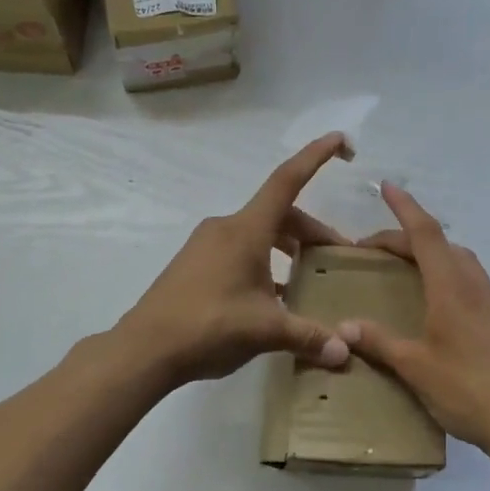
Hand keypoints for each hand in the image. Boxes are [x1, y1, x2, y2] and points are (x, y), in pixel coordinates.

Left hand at [119, 133, 356, 385]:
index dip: (316, 156)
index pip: (288, 180)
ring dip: (289, 248)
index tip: (341, 139)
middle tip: (338, 258)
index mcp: (247, 230)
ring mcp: (207, 245)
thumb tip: (344, 351)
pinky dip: (266, 262)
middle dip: (312, 232)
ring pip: (260, 234)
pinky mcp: (195, 264)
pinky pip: (241, 250)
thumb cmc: (209, 326)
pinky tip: (276, 296)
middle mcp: (227, 227)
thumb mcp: (266, 330)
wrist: (145, 348)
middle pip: (280, 214)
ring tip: (310, 278)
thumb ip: (309, 336)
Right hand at [341, 183, 489, 460]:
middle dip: (406, 236)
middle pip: (440, 244)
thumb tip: (343, 327)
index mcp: (450, 286)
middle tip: (374, 250)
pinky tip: (435, 303)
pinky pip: (469, 280)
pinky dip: (446, 274)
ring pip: (458, 260)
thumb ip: (379, 342)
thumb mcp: (415, 367)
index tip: (386, 186)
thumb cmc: (468, 389)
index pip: (424, 233)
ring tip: (403, 271)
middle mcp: (474, 284)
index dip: (404, 207)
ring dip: (430, 254)